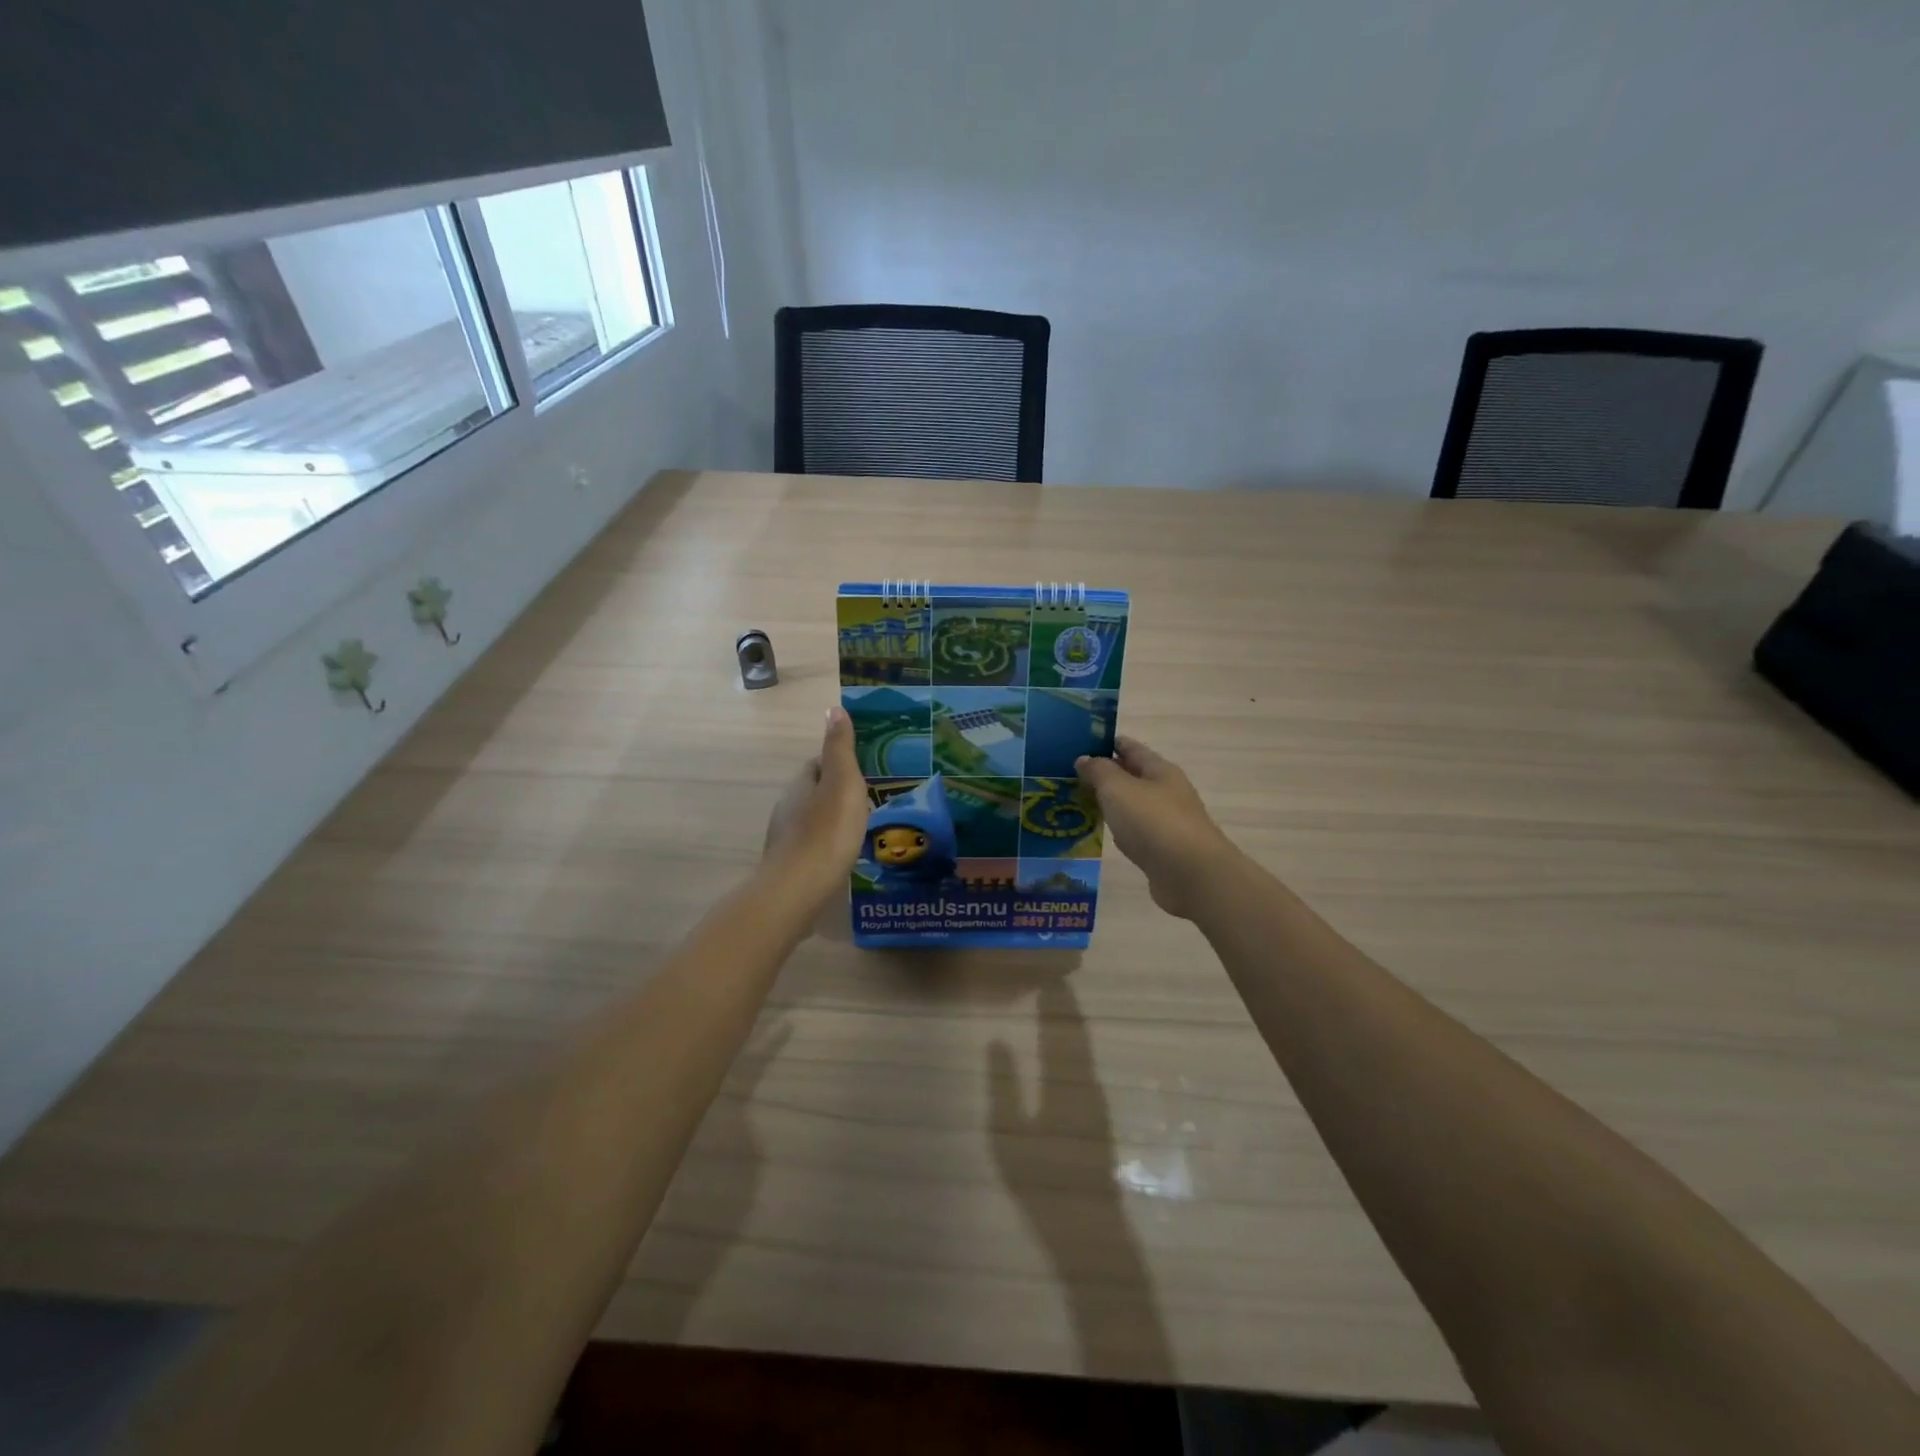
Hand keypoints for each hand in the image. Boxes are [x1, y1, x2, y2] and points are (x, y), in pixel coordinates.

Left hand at [763, 706, 870, 906]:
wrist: (798, 890)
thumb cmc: (827, 831)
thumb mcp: (841, 782)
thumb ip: (839, 748)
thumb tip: (833, 709)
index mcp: (800, 784)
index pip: (818, 764)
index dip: (839, 763)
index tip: (864, 769)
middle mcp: (787, 807)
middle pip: (814, 792)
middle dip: (836, 793)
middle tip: (868, 800)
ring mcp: (786, 838)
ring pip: (812, 819)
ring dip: (832, 819)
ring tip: (860, 828)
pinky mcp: (790, 866)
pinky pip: (812, 845)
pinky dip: (827, 844)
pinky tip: (843, 855)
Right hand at [1075, 736, 1241, 919]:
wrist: (1191, 875)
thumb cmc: (1153, 822)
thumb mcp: (1119, 789)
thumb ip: (1099, 771)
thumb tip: (1085, 758)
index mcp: (1160, 770)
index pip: (1130, 747)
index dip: (1106, 743)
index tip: (1078, 743)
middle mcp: (1166, 792)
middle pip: (1131, 776)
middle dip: (1104, 774)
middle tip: (1068, 776)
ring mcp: (1167, 822)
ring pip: (1132, 805)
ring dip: (1109, 803)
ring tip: (1077, 802)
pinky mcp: (1163, 849)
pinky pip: (1134, 831)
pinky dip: (1117, 828)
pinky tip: (1101, 833)